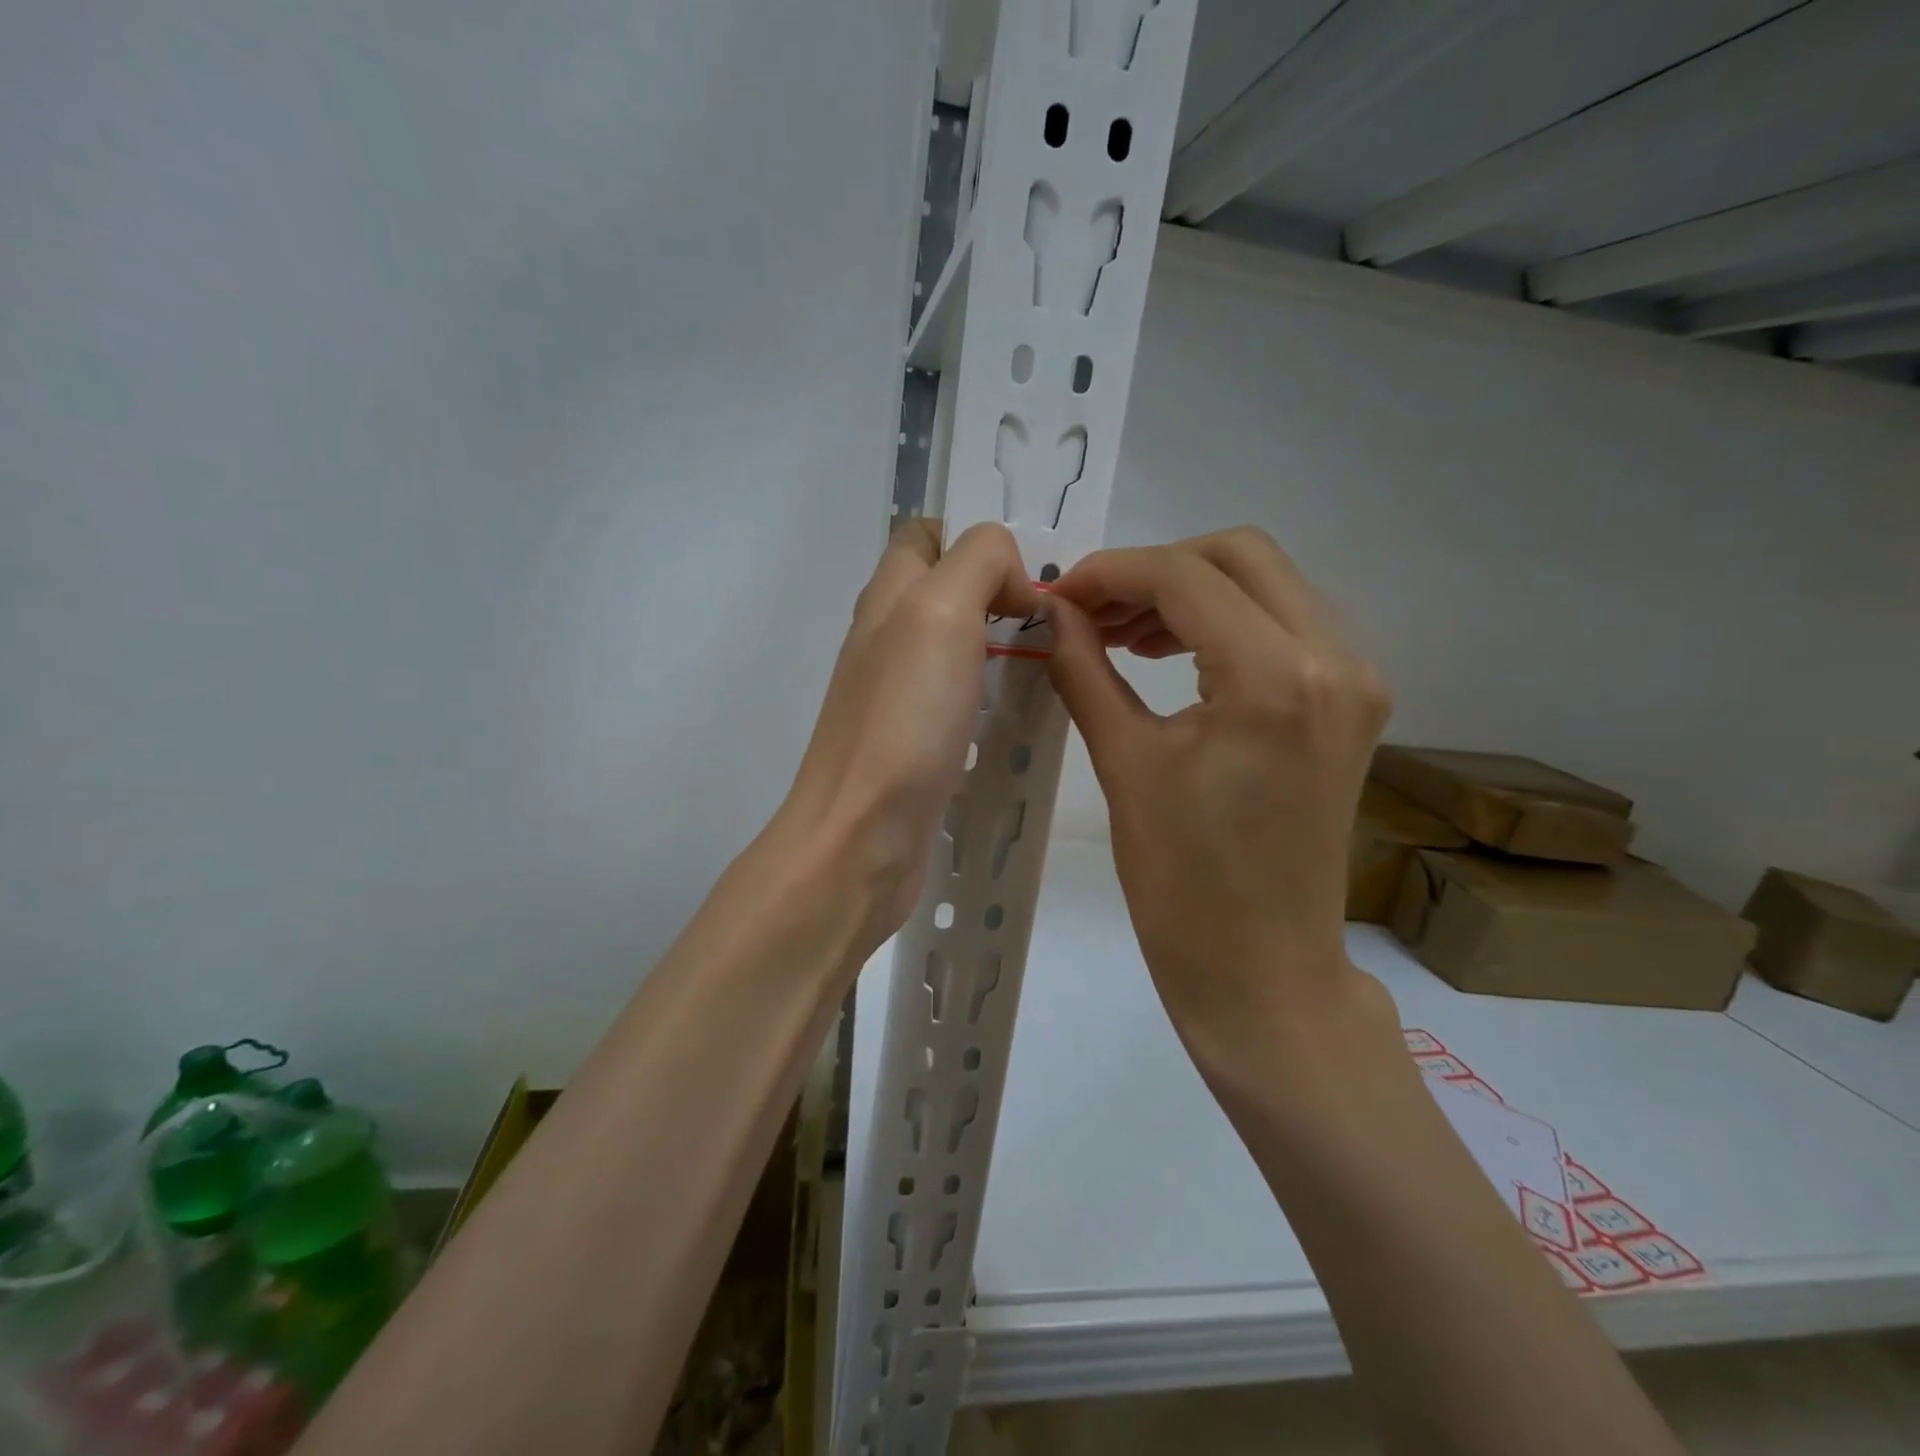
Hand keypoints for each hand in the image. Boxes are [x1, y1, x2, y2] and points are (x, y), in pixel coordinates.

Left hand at [773, 520, 1040, 951]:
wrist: (860, 837)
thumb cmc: (902, 720)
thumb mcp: (940, 612)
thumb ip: (978, 564)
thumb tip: (1012, 583)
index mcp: (888, 598)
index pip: (925, 535)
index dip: (977, 535)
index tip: (1029, 568)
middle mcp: (888, 640)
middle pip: (947, 593)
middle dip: (1003, 593)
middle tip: (1057, 620)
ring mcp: (900, 697)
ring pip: (959, 649)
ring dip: (1006, 647)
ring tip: (1057, 663)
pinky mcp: (916, 745)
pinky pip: (963, 703)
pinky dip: (995, 699)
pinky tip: (1027, 717)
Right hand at [1045, 527, 1392, 1081]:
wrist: (1262, 969)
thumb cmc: (1182, 882)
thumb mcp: (1124, 763)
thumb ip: (1085, 669)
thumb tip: (1056, 614)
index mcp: (1276, 677)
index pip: (1186, 578)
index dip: (1112, 573)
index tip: (1062, 596)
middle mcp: (1334, 659)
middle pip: (1240, 556)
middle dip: (1157, 569)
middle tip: (1096, 612)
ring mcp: (1354, 680)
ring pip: (1267, 585)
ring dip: (1191, 594)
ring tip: (1123, 635)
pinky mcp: (1351, 704)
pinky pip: (1284, 627)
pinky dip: (1225, 623)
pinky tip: (1172, 655)